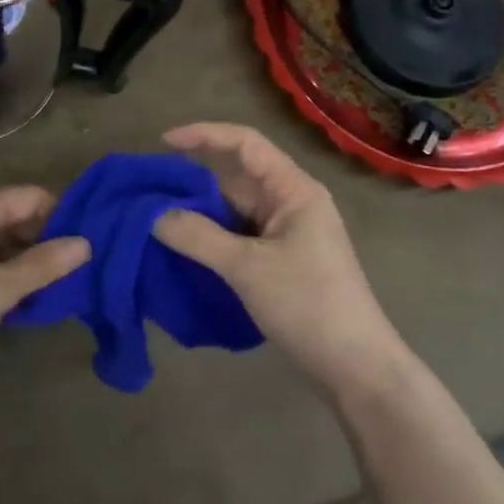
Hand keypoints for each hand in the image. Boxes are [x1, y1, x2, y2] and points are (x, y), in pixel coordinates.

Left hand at [0, 188, 89, 382]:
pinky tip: (7, 296)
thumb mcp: (0, 289)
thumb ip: (44, 265)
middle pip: (10, 214)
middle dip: (39, 239)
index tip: (80, 247)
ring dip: (17, 257)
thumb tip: (85, 244)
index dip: (58, 216)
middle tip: (65, 273)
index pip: (29, 196)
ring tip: (42, 289)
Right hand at [154, 123, 413, 400]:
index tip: (162, 144)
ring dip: (199, 212)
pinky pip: (238, 236)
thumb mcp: (247, 268)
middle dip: (192, 181)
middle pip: (236, 177)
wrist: (356, 368)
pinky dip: (211, 237)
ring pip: (234, 209)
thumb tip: (152, 214)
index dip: (203, 135)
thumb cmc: (308, 305)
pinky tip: (181, 247)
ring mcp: (287, 233)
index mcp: (294, 190)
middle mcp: (291, 203)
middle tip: (147, 191)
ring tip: (153, 218)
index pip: (245, 143)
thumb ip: (197, 236)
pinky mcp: (280, 260)